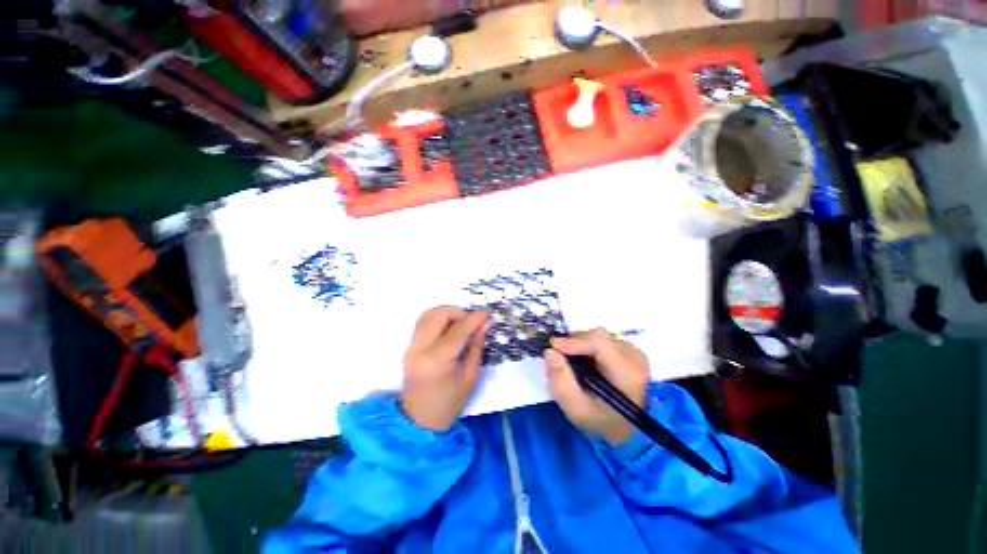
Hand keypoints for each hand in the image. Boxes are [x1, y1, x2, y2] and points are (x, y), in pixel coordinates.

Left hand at [401, 307, 489, 431]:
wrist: (420, 420)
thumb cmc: (451, 402)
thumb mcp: (471, 375)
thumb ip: (476, 346)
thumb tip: (483, 323)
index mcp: (437, 360)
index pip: (458, 330)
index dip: (474, 319)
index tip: (487, 314)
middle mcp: (420, 349)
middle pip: (438, 315)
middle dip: (458, 312)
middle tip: (471, 321)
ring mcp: (411, 347)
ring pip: (428, 314)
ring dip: (447, 314)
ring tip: (461, 324)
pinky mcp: (409, 346)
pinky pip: (424, 322)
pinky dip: (438, 319)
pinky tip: (449, 329)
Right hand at [544, 329, 649, 445]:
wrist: (626, 428)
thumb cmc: (600, 421)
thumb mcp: (576, 409)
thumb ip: (560, 382)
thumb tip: (550, 352)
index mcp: (627, 374)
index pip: (599, 343)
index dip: (573, 341)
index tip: (553, 347)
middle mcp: (634, 357)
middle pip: (597, 337)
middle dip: (574, 343)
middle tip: (559, 358)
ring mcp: (634, 351)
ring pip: (598, 336)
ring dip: (580, 345)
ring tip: (573, 364)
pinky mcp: (630, 350)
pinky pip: (602, 339)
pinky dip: (588, 347)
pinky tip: (585, 362)